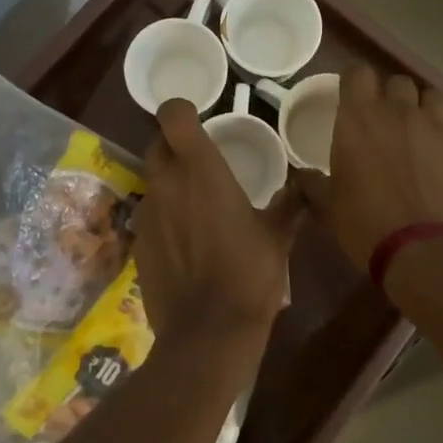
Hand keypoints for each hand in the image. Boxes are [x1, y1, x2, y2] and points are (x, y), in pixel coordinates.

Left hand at [134, 98, 300, 349]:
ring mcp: (147, 213)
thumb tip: (305, 184)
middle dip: (175, 146)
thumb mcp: (278, 236)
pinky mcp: (138, 243)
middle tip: (201, 164)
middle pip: (157, 144)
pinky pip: (149, 216)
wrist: (209, 331)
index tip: (198, 120)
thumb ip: (289, 203)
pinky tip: (185, 242)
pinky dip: (164, 218)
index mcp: (200, 168)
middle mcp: (166, 182)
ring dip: (170, 184)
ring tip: (196, 207)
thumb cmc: (249, 273)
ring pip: (152, 181)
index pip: (172, 114)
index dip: (181, 111)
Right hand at [295, 67, 442, 268]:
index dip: (355, 82)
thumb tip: (303, 177)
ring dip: (427, 110)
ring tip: (424, 134)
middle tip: (388, 122)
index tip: (353, 98)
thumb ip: (314, 184)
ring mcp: (440, 126)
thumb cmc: (366, 225)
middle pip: (398, 82)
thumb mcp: (328, 207)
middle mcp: (400, 111)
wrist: (424, 252)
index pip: (357, 73)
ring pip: (435, 97)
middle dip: (392, 97)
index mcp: (360, 118)